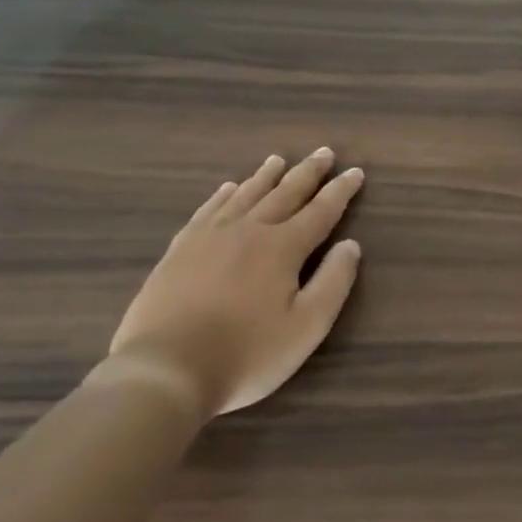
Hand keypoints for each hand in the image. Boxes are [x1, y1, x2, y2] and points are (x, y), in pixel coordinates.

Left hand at [108, 149, 363, 417]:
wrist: (166, 369)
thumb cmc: (248, 353)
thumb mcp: (307, 326)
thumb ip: (333, 282)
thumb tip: (350, 245)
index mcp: (282, 248)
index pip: (321, 212)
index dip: (340, 191)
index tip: (355, 172)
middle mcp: (248, 231)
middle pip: (284, 194)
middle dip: (307, 173)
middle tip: (323, 152)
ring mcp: (209, 238)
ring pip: (245, 196)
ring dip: (266, 177)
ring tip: (278, 160)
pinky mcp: (179, 250)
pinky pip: (208, 210)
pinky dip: (223, 195)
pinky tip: (229, 188)